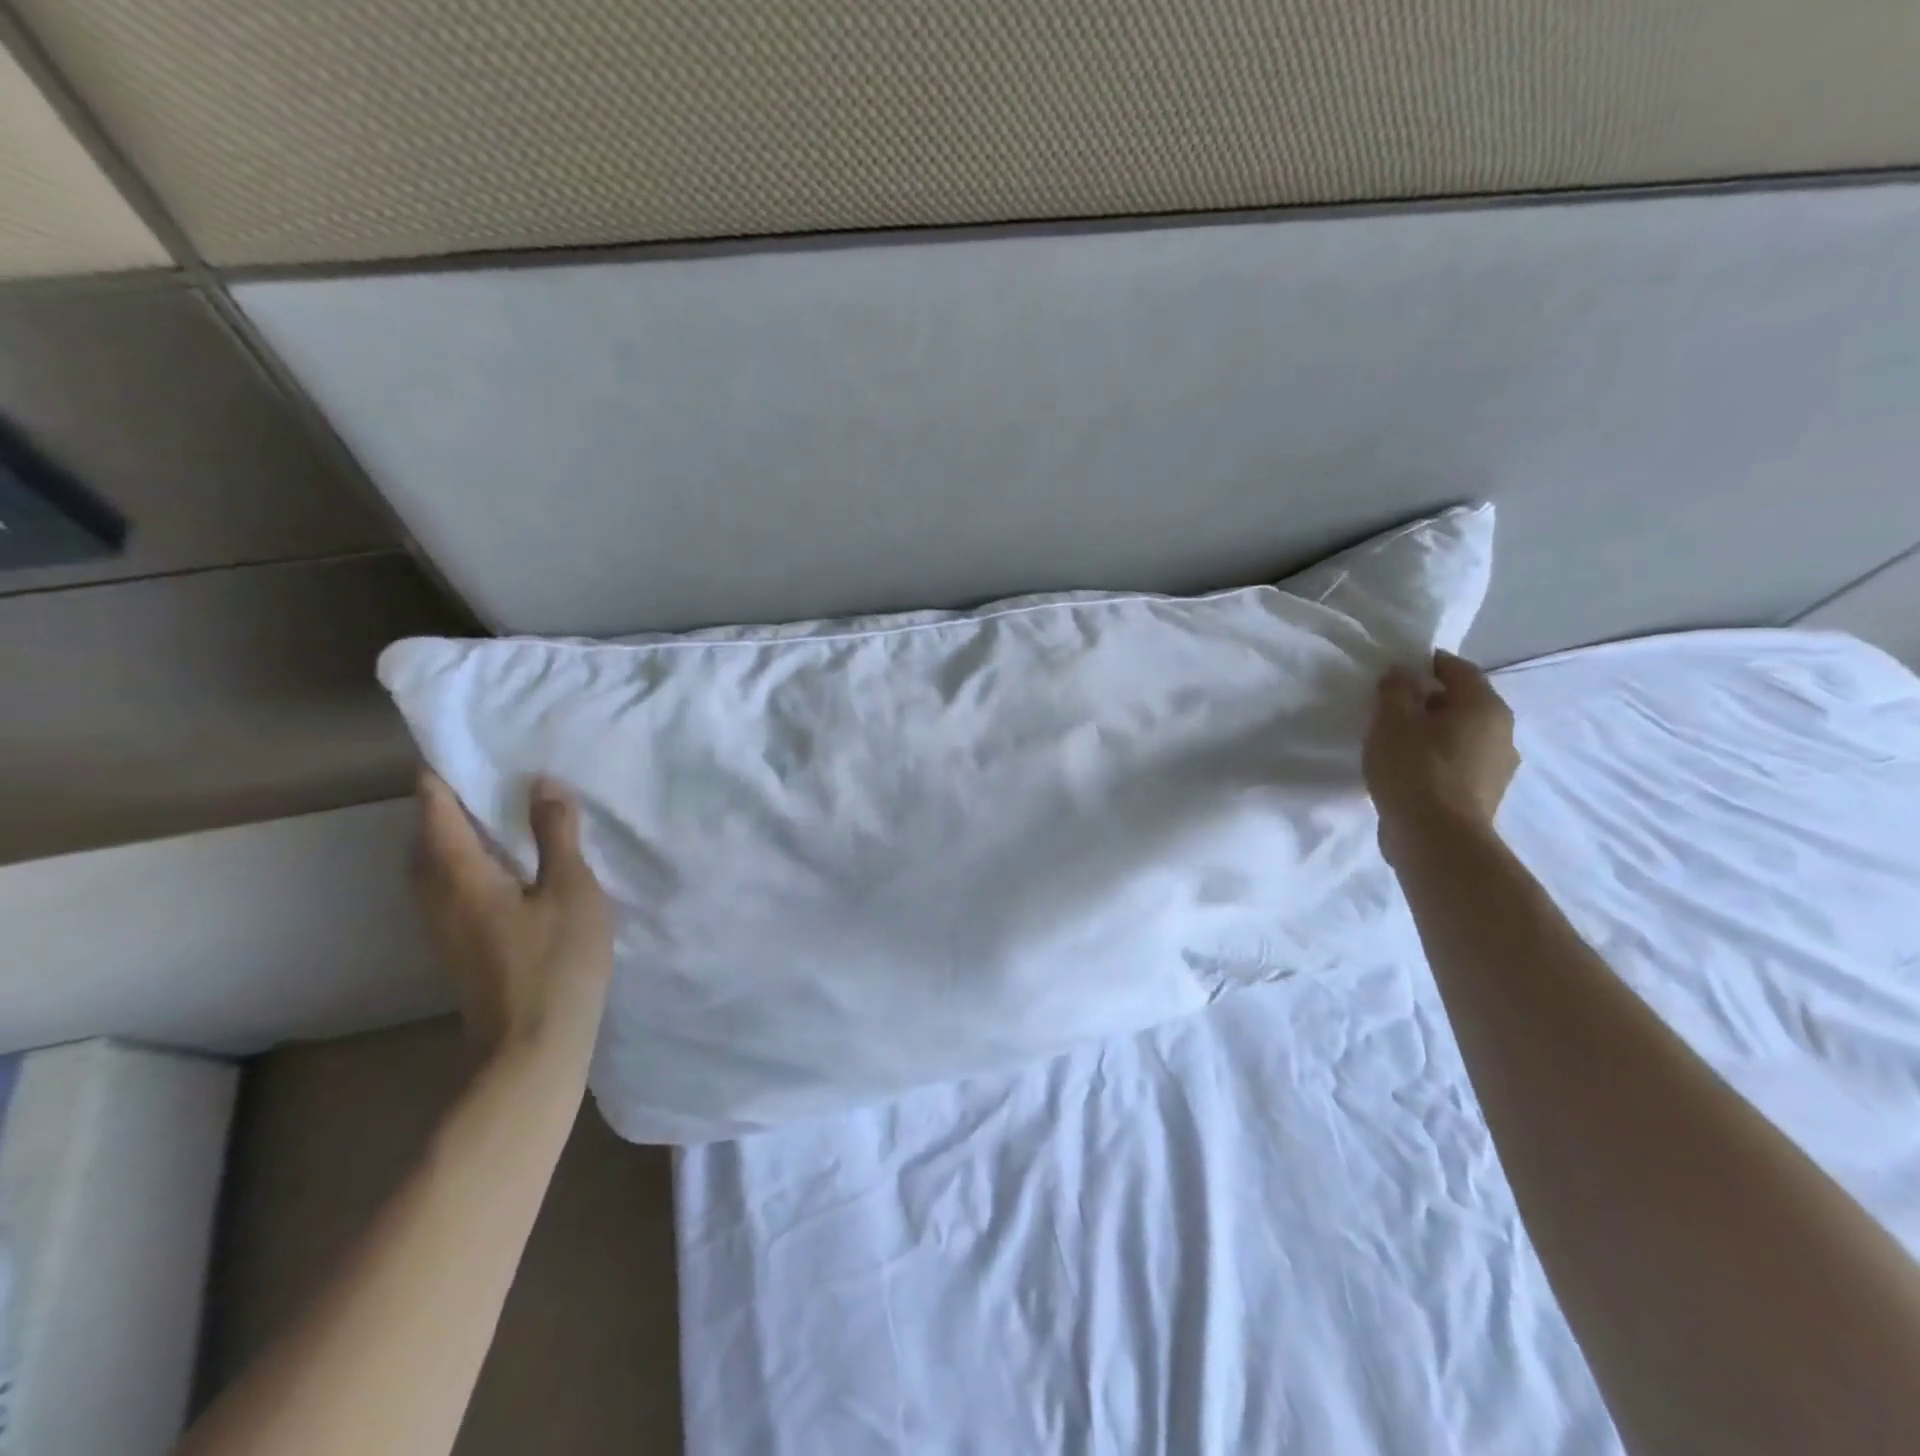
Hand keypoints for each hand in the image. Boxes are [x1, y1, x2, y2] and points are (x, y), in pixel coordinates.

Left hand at [413, 769, 613, 1067]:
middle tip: (484, 775)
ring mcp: (445, 925)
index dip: (441, 773)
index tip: (460, 743)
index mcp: (459, 872)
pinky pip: (452, 886)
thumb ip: (556, 834)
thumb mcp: (570, 888)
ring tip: (496, 814)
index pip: (435, 808)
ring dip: (456, 834)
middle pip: (426, 837)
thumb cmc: (555, 961)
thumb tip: (543, 783)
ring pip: (436, 865)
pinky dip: (469, 862)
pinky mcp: (461, 946)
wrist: (531, 1046)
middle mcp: (439, 894)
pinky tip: (506, 866)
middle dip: (444, 803)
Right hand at [1364, 650, 1519, 856]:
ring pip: (1461, 735)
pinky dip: (1436, 759)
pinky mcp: (1484, 795)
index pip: (1458, 669)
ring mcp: (1498, 766)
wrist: (1437, 839)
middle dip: (1429, 700)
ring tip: (1396, 743)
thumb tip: (1402, 673)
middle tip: (1390, 708)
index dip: (1426, 664)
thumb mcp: (1392, 721)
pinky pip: (1458, 763)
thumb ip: (1395, 690)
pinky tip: (1409, 771)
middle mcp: (1502, 730)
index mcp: (1484, 705)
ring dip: (1433, 733)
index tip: (1394, 673)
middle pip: (1462, 702)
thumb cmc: (1414, 769)